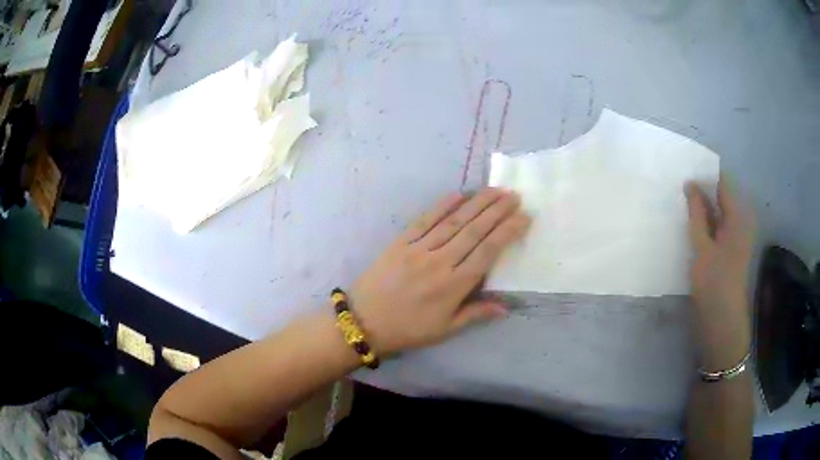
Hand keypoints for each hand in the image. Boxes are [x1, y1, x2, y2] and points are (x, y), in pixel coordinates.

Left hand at [349, 188, 530, 354]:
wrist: (363, 321)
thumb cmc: (407, 329)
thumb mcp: (445, 330)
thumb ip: (476, 314)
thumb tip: (507, 306)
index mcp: (454, 286)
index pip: (488, 252)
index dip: (508, 232)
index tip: (524, 217)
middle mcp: (440, 262)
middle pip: (474, 231)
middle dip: (497, 211)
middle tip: (514, 196)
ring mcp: (419, 248)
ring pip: (454, 221)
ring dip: (477, 203)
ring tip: (495, 190)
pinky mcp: (401, 242)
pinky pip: (425, 220)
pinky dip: (442, 206)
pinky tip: (458, 194)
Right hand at [685, 175, 754, 369]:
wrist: (722, 324)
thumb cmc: (714, 285)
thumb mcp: (702, 247)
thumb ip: (697, 213)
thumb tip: (690, 183)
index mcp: (738, 216)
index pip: (722, 182)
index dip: (704, 174)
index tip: (684, 171)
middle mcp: (740, 221)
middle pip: (721, 196)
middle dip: (701, 191)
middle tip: (679, 189)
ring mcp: (735, 237)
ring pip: (717, 211)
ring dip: (702, 208)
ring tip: (681, 206)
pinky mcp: (730, 249)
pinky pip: (717, 226)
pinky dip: (705, 222)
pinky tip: (691, 226)